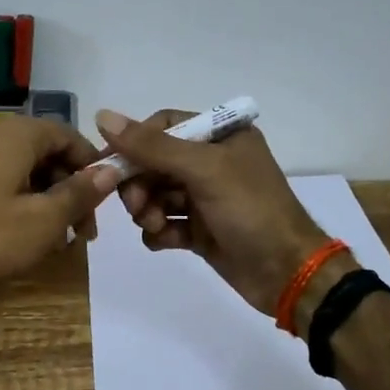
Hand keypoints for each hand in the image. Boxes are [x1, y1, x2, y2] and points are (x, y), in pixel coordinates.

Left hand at [0, 116, 120, 296]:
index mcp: (19, 134)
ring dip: (44, 200)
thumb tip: (110, 171)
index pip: (71, 137)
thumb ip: (79, 193)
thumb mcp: (41, 221)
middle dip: (69, 191)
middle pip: (46, 153)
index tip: (101, 207)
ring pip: (22, 169)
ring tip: (52, 241)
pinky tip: (18, 235)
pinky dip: (16, 201)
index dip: (92, 169)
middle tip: (79, 234)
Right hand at [97, 108, 329, 314]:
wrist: (287, 273)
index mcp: (221, 136)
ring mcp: (206, 198)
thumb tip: (102, 116)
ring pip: (157, 194)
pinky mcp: (201, 230)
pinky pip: (166, 223)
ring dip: (148, 210)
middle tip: (136, 206)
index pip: (164, 126)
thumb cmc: (251, 210)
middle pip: (155, 162)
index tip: (109, 164)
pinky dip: (159, 232)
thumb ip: (153, 146)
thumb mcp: (203, 170)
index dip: (135, 143)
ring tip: (155, 226)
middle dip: (140, 184)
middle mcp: (213, 162)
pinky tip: (164, 241)